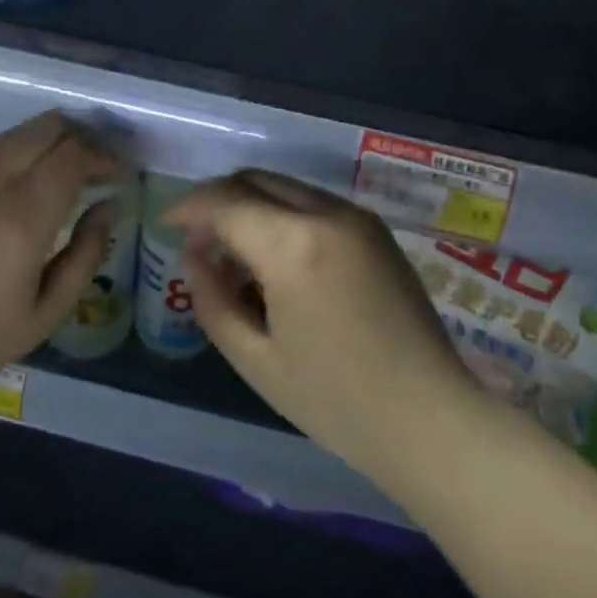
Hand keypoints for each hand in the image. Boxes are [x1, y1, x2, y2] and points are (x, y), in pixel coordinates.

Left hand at [0, 112, 118, 396]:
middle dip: (82, 135)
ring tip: (69, 167)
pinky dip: (22, 151)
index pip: (75, 153)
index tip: (120, 171)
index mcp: (24, 214)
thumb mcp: (50, 309)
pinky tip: (28, 180)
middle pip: (48, 127)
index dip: (105, 155)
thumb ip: (88, 251)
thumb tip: (108, 205)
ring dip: (52, 140)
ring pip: (19, 132)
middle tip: (99, 161)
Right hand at [165, 171, 477, 479]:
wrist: (430, 418)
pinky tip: (277, 261)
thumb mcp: (257, 359)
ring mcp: (357, 217)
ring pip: (285, 187)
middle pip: (255, 180)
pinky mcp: (375, 229)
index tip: (166, 223)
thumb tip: (196, 256)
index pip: (226, 202)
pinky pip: (314, 204)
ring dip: (251, 207)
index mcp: (295, 244)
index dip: (188, 207)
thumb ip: (214, 299)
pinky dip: (283, 216)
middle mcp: (328, 213)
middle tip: (198, 242)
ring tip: (236, 257)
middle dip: (218, 200)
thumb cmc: (336, 401)